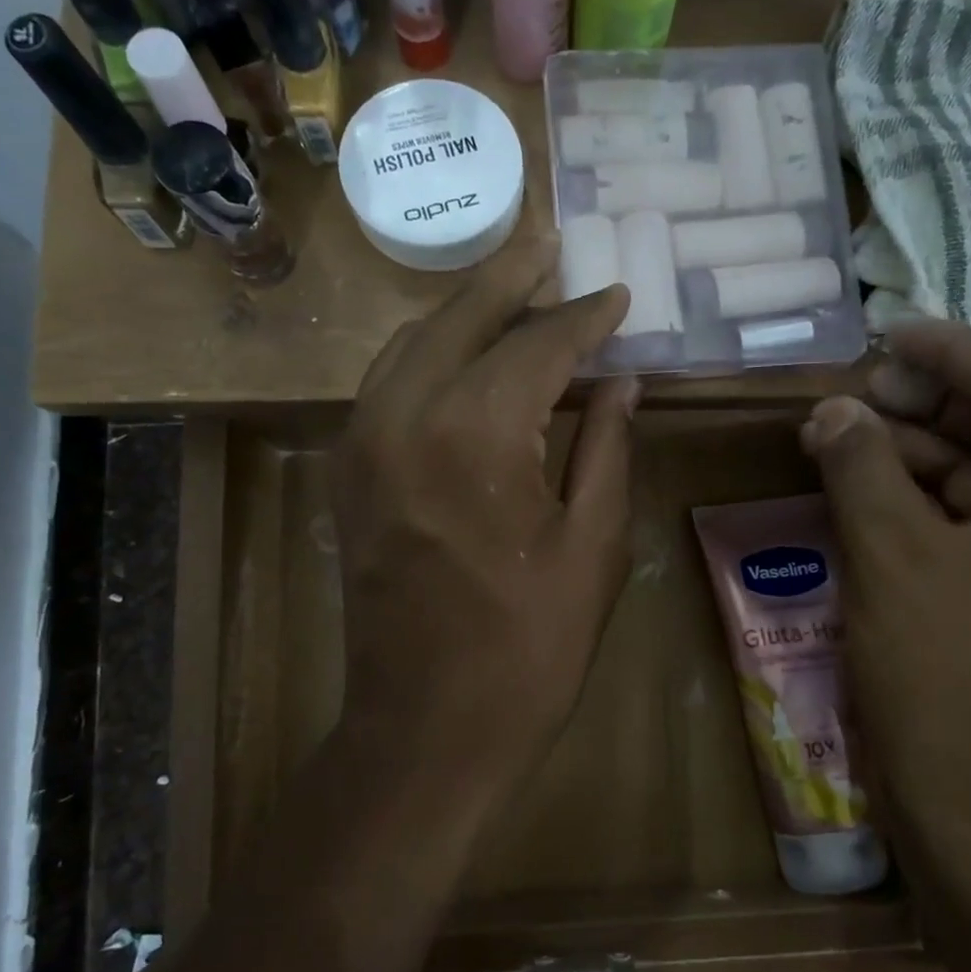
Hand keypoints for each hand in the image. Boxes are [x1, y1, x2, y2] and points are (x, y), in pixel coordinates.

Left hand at [331, 255, 637, 787]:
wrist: (428, 727)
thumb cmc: (530, 648)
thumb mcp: (593, 546)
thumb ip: (607, 449)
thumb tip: (622, 384)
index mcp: (476, 433)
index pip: (537, 345)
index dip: (583, 319)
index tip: (617, 297)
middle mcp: (405, 416)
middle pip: (460, 318)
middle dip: (511, 278)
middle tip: (551, 244)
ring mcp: (362, 441)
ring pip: (412, 342)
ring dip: (464, 310)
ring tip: (513, 287)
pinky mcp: (348, 471)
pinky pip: (387, 384)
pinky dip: (428, 353)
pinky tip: (462, 352)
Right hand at [800, 321, 970, 878]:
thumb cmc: (949, 672)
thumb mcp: (896, 554)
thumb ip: (861, 466)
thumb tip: (832, 408)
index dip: (954, 354)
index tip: (885, 334)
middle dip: (926, 402)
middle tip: (852, 387)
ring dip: (908, 449)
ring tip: (836, 431)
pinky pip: (957, 519)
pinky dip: (907, 497)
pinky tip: (852, 484)